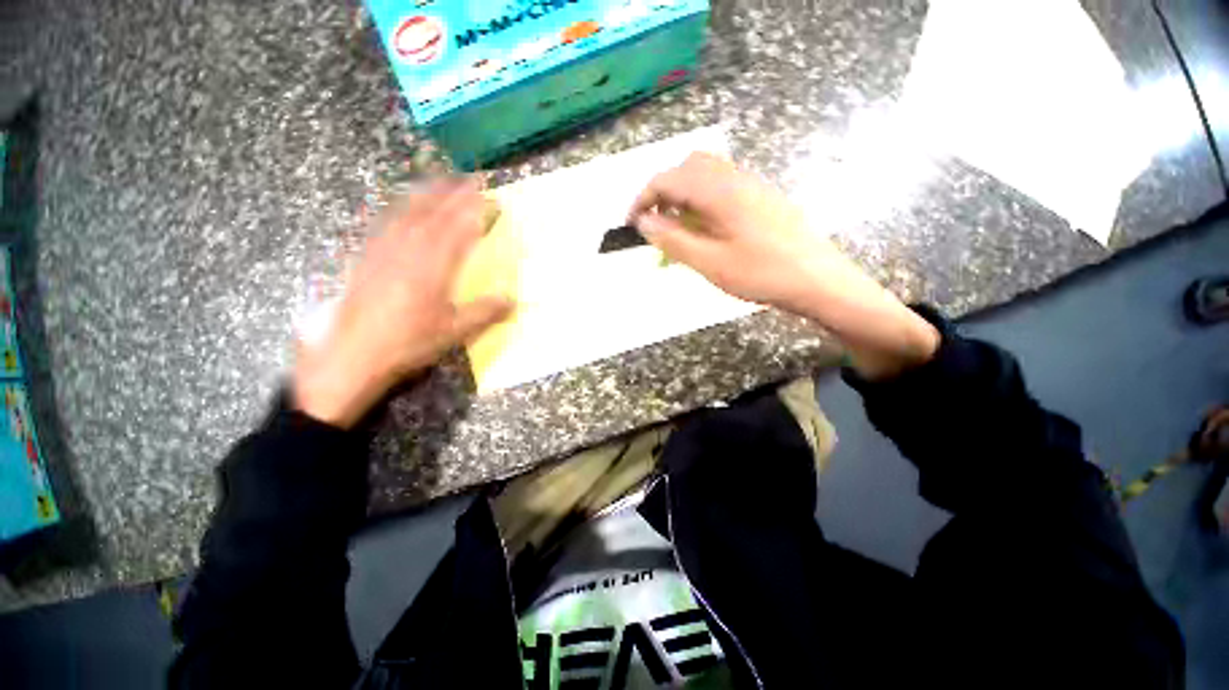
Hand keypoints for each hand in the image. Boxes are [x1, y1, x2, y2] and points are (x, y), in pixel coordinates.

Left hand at [293, 180, 513, 427]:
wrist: (352, 355)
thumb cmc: (407, 343)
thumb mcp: (454, 332)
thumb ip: (485, 312)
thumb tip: (513, 299)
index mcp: (433, 267)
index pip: (458, 229)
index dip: (474, 210)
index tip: (489, 195)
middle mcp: (408, 250)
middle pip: (434, 213)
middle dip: (454, 193)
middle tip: (470, 178)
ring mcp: (384, 250)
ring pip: (408, 212)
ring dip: (427, 193)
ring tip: (441, 180)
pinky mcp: (367, 257)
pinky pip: (386, 223)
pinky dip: (400, 209)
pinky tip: (404, 207)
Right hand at [628, 152, 938, 379]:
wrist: (817, 279)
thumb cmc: (760, 274)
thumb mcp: (709, 262)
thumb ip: (672, 239)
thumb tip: (644, 221)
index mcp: (719, 191)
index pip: (668, 179)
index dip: (643, 198)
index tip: (631, 223)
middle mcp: (735, 178)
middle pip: (687, 167)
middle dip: (662, 191)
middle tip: (654, 223)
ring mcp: (752, 184)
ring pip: (706, 173)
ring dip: (683, 193)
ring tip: (676, 224)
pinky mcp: (761, 196)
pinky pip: (722, 184)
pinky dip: (702, 197)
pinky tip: (704, 225)